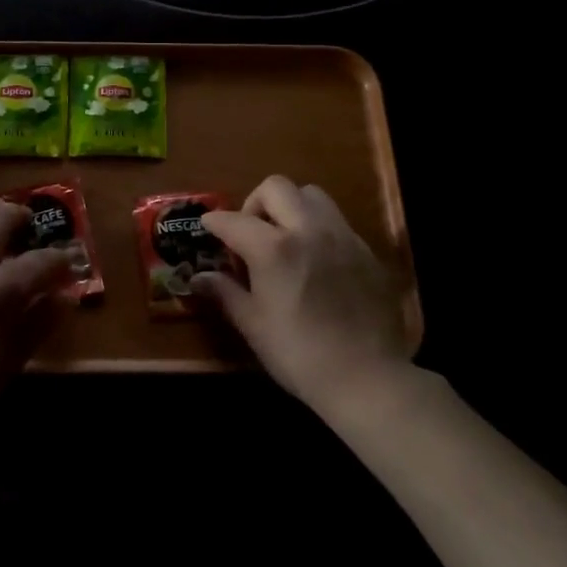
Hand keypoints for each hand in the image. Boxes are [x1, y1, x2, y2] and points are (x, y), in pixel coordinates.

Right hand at [195, 176, 414, 416]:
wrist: (367, 378)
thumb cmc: (299, 354)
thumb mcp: (254, 325)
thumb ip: (225, 293)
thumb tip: (199, 278)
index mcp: (274, 248)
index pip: (234, 220)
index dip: (215, 222)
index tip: (208, 227)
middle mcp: (309, 230)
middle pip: (276, 188)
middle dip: (255, 203)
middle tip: (250, 232)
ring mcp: (342, 236)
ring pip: (312, 195)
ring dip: (292, 206)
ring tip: (286, 238)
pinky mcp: (366, 251)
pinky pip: (337, 221)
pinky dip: (318, 228)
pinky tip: (316, 260)